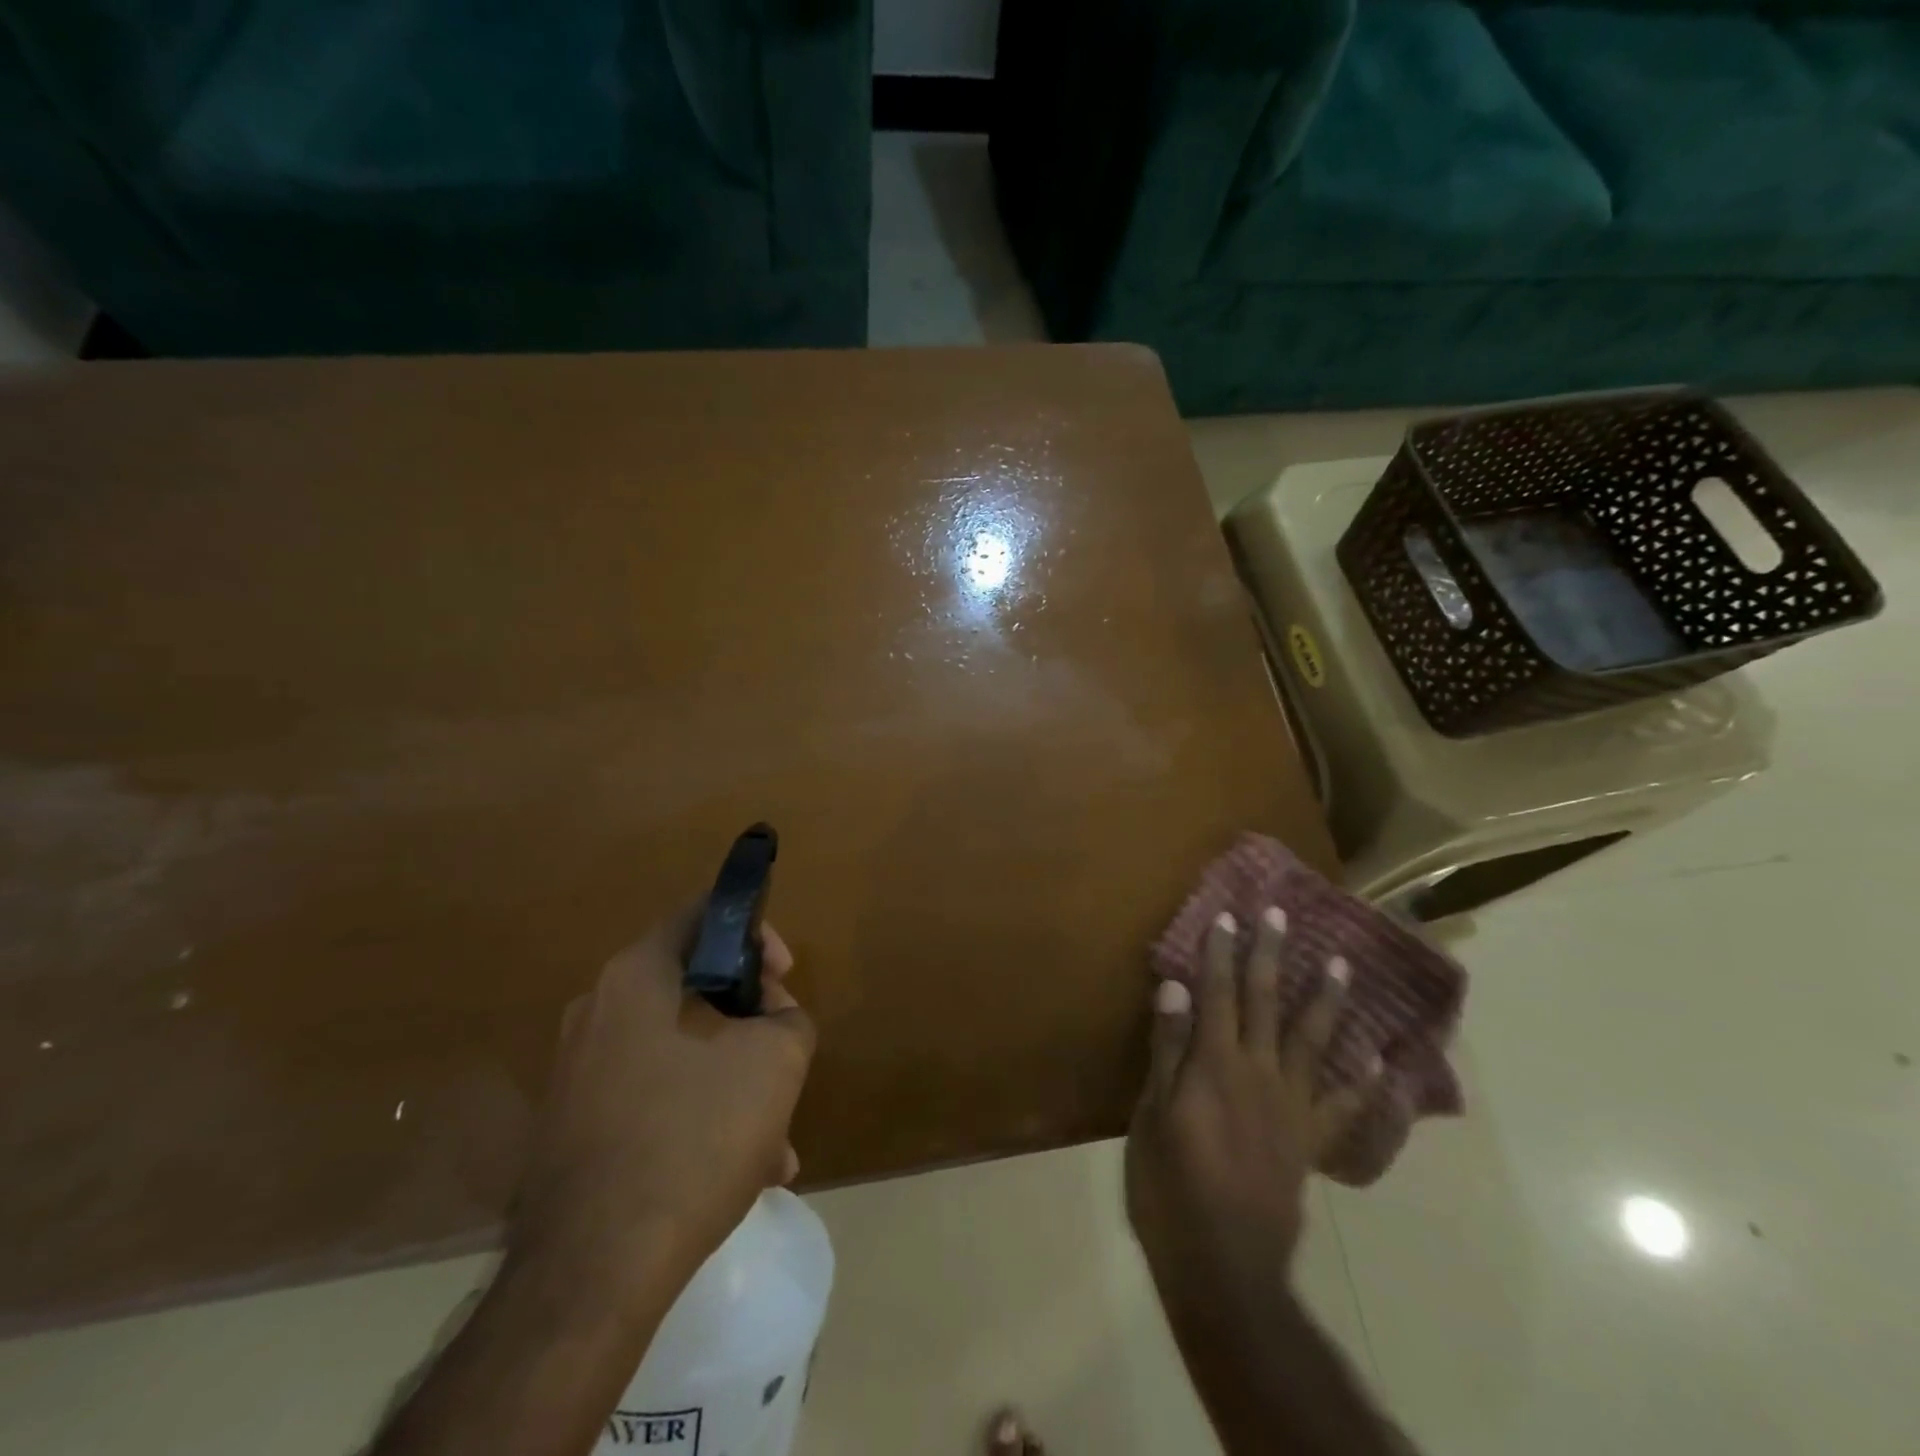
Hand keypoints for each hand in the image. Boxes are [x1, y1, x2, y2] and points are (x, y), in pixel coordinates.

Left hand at [511, 908, 815, 1306]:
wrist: (594, 1271)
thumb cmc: (694, 1136)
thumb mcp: (777, 1059)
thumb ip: (789, 1017)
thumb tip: (774, 1020)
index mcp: (637, 976)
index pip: (703, 915)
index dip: (756, 933)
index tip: (785, 977)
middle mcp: (598, 1011)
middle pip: (695, 986)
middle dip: (750, 1020)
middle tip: (784, 1056)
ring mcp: (579, 1072)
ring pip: (679, 1051)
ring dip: (731, 1078)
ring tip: (775, 1139)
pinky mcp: (574, 1127)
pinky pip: (653, 1097)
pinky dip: (697, 1115)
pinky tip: (739, 1172)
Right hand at [1127, 907, 1376, 1295]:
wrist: (1223, 1263)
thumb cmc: (1170, 1185)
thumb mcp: (1151, 1114)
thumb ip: (1168, 1048)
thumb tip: (1176, 987)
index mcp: (1215, 1064)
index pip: (1216, 993)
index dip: (1221, 952)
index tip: (1229, 915)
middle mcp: (1259, 1072)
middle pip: (1264, 1001)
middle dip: (1270, 953)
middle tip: (1279, 914)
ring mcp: (1291, 1106)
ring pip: (1312, 1040)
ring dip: (1325, 998)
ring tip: (1341, 963)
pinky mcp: (1310, 1141)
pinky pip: (1344, 1108)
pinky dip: (1365, 1085)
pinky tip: (1381, 1064)